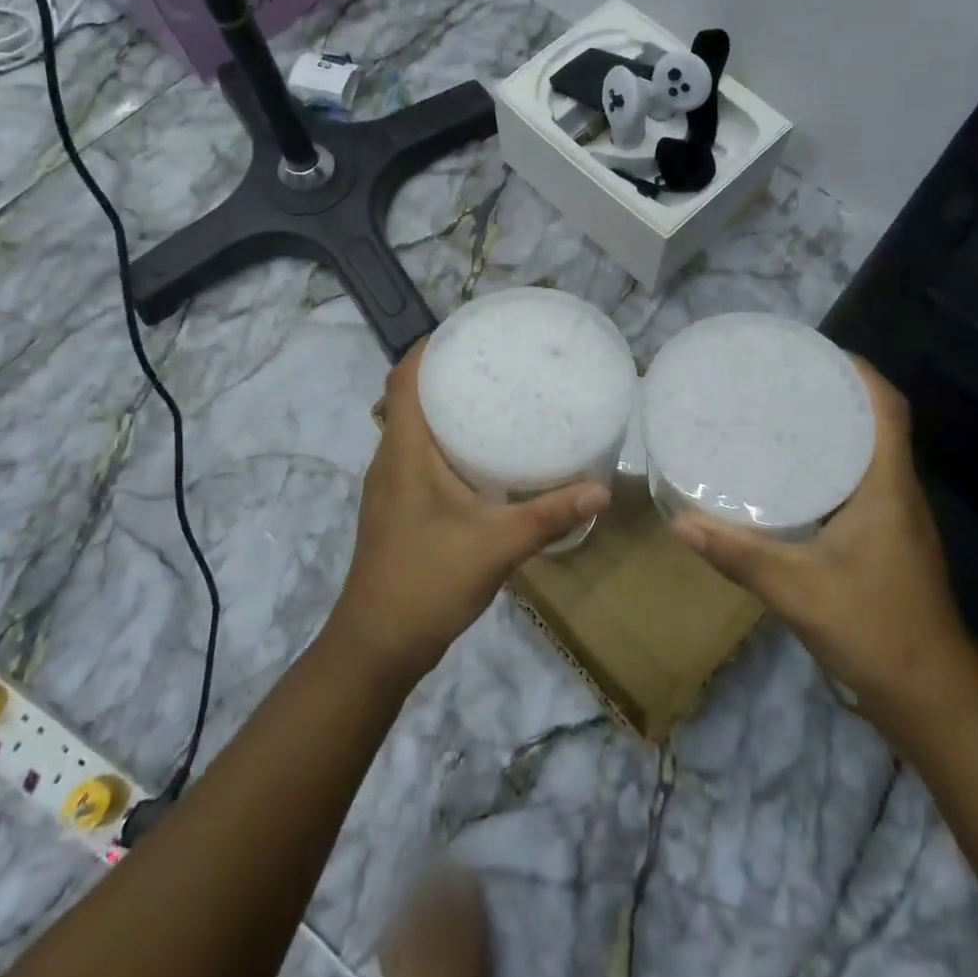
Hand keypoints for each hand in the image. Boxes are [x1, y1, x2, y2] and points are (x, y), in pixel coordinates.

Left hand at [333, 340, 609, 682]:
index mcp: (403, 451)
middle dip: (447, 373)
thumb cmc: (426, 582)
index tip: (468, 330)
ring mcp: (391, 485)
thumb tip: (600, 489)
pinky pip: (420, 456)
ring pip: (415, 428)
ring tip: (496, 397)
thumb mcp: (495, 546)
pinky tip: (484, 456)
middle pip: (410, 397)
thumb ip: (548, 516)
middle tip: (497, 361)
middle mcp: (391, 459)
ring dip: (447, 408)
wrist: (377, 646)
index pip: (403, 378)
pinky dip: (447, 441)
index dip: (428, 347)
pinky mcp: (399, 508)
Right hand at [671, 358, 977, 742]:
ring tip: (774, 414)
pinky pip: (855, 482)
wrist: (931, 699)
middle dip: (832, 393)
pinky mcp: (882, 539)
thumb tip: (679, 522)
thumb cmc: (876, 630)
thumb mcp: (798, 591)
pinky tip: (785, 474)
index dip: (859, 373)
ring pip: (865, 453)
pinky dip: (826, 464)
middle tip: (777, 379)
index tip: (814, 351)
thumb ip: (739, 555)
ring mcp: (893, 518)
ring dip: (830, 428)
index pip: (887, 410)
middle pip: (874, 423)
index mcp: (887, 489)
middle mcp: (896, 493)